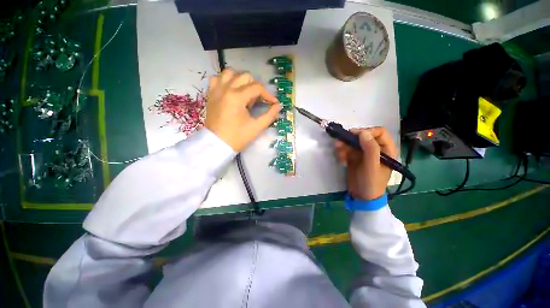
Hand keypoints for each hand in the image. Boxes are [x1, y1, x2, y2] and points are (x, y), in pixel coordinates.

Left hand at [205, 68, 281, 151]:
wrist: (217, 144)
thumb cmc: (237, 137)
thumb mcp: (256, 127)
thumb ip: (270, 115)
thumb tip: (278, 106)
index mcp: (237, 97)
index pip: (257, 88)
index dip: (268, 95)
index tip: (273, 103)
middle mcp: (226, 89)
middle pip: (245, 77)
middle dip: (255, 88)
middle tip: (256, 101)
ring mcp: (216, 90)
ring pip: (230, 73)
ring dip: (240, 80)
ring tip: (244, 93)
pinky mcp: (211, 94)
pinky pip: (217, 79)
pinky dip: (225, 81)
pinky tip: (230, 91)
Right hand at [335, 127, 398, 200]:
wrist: (361, 197)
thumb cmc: (371, 183)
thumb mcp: (372, 166)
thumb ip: (370, 149)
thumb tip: (363, 132)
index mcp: (386, 150)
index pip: (379, 132)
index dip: (367, 131)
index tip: (355, 135)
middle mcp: (375, 149)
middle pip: (363, 136)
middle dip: (351, 139)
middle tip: (340, 142)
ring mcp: (363, 153)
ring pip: (352, 142)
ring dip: (344, 145)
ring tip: (337, 149)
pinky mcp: (354, 157)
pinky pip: (347, 149)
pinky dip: (342, 152)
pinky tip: (341, 160)